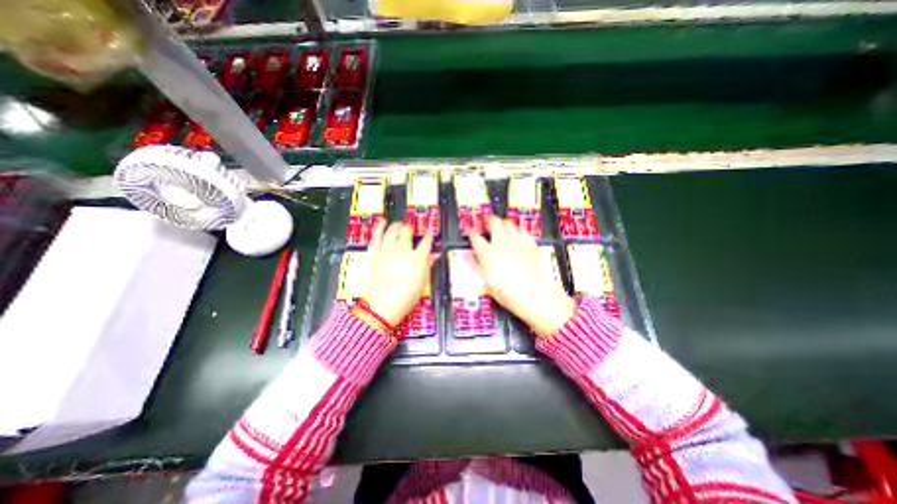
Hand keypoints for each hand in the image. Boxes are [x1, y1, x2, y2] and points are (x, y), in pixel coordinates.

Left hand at [364, 221, 433, 326]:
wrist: (382, 305)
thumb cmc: (406, 296)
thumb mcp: (422, 282)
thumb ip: (428, 265)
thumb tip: (434, 256)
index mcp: (417, 257)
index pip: (426, 241)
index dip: (429, 235)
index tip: (430, 232)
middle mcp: (403, 250)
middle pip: (408, 232)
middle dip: (411, 229)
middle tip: (411, 229)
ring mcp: (387, 250)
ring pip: (393, 230)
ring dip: (397, 225)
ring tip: (399, 224)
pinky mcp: (375, 253)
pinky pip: (377, 236)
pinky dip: (379, 227)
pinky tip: (382, 221)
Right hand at [471, 217, 574, 338]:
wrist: (538, 297)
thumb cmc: (510, 295)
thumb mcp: (488, 283)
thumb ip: (476, 265)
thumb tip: (467, 255)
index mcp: (487, 253)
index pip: (475, 237)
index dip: (472, 232)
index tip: (472, 232)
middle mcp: (501, 243)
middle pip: (493, 222)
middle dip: (489, 220)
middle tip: (488, 222)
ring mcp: (517, 240)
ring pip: (508, 223)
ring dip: (503, 223)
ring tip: (502, 227)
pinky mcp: (531, 242)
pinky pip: (522, 230)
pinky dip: (517, 230)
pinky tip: (517, 235)